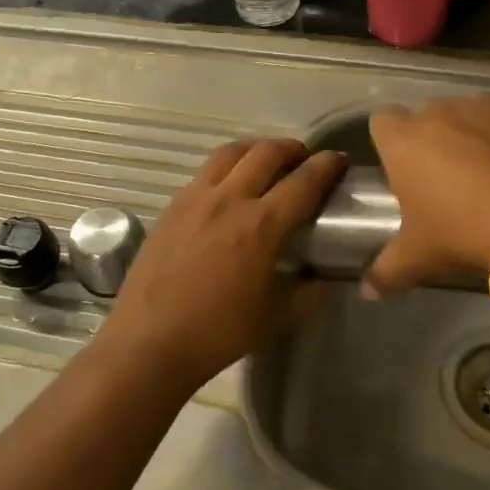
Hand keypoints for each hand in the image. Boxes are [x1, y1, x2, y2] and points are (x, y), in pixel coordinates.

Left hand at [96, 139, 346, 391]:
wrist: (150, 341)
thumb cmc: (219, 333)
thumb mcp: (278, 317)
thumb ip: (311, 292)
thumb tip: (331, 275)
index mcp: (261, 225)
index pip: (303, 181)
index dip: (326, 166)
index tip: (339, 160)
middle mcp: (229, 199)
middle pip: (266, 153)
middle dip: (292, 149)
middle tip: (305, 159)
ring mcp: (195, 198)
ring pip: (231, 153)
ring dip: (256, 149)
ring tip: (267, 162)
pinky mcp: (172, 205)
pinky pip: (205, 172)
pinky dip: (227, 167)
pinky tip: (229, 187)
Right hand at [363, 95, 489, 297]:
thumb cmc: (467, 233)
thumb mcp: (420, 258)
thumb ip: (386, 272)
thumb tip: (367, 291)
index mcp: (405, 140)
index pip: (381, 123)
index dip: (391, 144)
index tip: (403, 169)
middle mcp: (443, 111)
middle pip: (430, 117)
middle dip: (436, 140)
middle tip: (450, 181)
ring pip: (475, 113)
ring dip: (478, 135)